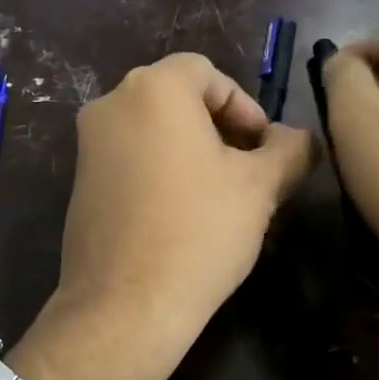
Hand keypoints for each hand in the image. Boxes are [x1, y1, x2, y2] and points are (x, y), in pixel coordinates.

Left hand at [10, 53, 313, 379]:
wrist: (126, 306)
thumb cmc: (199, 232)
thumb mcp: (261, 186)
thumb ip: (290, 148)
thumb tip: (299, 137)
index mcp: (153, 89)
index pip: (207, 73)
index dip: (244, 104)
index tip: (263, 147)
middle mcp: (110, 104)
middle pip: (178, 98)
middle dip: (220, 128)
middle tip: (248, 170)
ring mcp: (87, 145)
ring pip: (153, 130)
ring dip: (192, 151)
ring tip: (221, 196)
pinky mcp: (79, 183)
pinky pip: (130, 158)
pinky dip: (160, 170)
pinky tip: (182, 215)